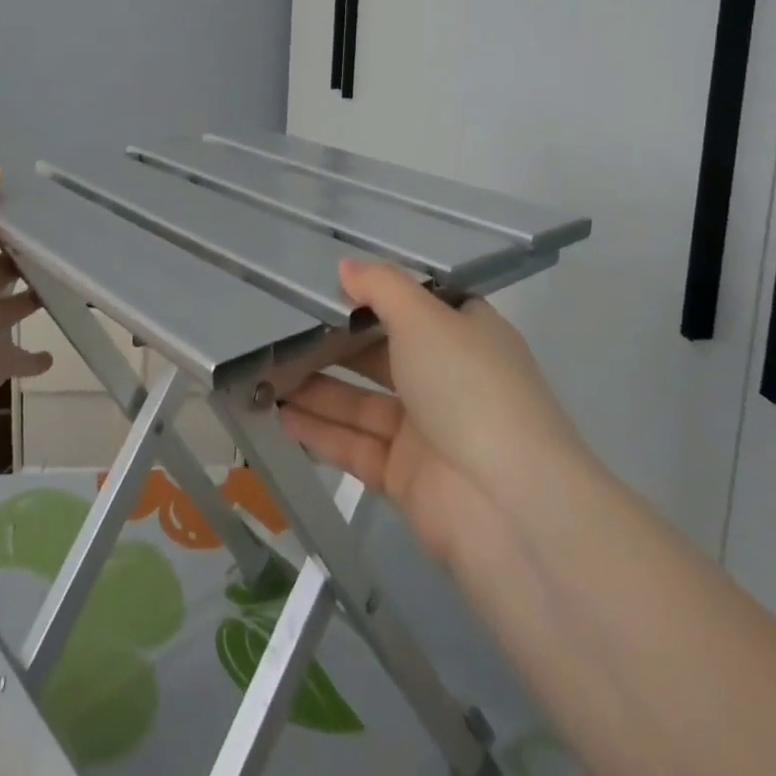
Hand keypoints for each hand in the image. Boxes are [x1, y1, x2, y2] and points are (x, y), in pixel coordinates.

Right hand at [279, 258, 588, 567]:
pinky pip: (353, 445)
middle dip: (333, 345)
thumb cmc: (470, 389)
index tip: (326, 285)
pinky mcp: (404, 477)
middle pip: (380, 355)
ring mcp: (426, 432)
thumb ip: (381, 287)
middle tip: (279, 330)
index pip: (417, 307)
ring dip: (316, 389)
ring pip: (360, 402)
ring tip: (266, 372)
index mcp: (466, 337)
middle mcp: (448, 380)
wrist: (509, 509)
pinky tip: (278, 414)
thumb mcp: (425, 318)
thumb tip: (345, 267)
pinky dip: (319, 430)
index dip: (375, 295)